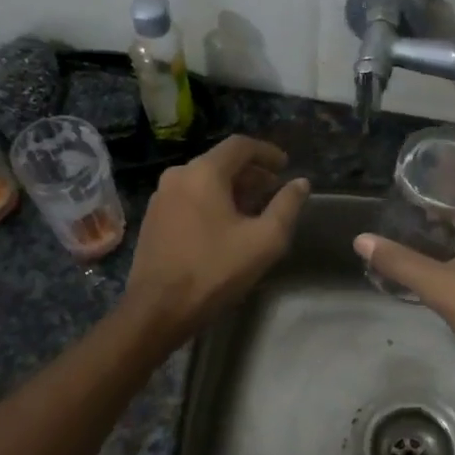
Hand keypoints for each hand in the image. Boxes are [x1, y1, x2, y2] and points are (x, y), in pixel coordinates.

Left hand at [121, 136, 308, 345]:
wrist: (158, 309)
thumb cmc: (215, 271)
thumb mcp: (264, 240)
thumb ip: (286, 206)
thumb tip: (301, 183)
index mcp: (203, 173)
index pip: (240, 145)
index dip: (267, 152)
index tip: (286, 166)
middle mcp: (178, 176)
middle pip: (220, 162)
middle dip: (251, 173)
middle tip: (274, 190)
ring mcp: (161, 197)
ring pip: (204, 180)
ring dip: (232, 189)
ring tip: (254, 210)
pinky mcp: (154, 218)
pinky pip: (189, 197)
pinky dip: (212, 201)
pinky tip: (225, 225)